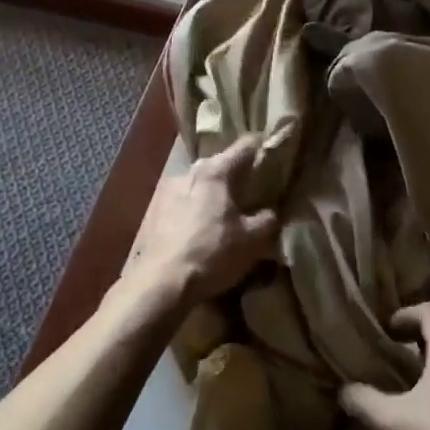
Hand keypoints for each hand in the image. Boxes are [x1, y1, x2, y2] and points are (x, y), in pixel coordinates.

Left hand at [121, 134, 278, 305]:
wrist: (161, 283)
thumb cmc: (212, 253)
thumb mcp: (254, 240)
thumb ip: (268, 219)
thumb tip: (271, 212)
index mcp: (215, 171)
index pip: (245, 146)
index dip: (263, 148)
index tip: (275, 156)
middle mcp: (189, 172)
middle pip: (220, 164)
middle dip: (236, 175)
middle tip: (252, 192)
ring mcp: (166, 191)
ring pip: (199, 184)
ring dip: (213, 194)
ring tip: (225, 214)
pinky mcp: (153, 212)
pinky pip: (183, 202)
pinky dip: (195, 210)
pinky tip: (201, 230)